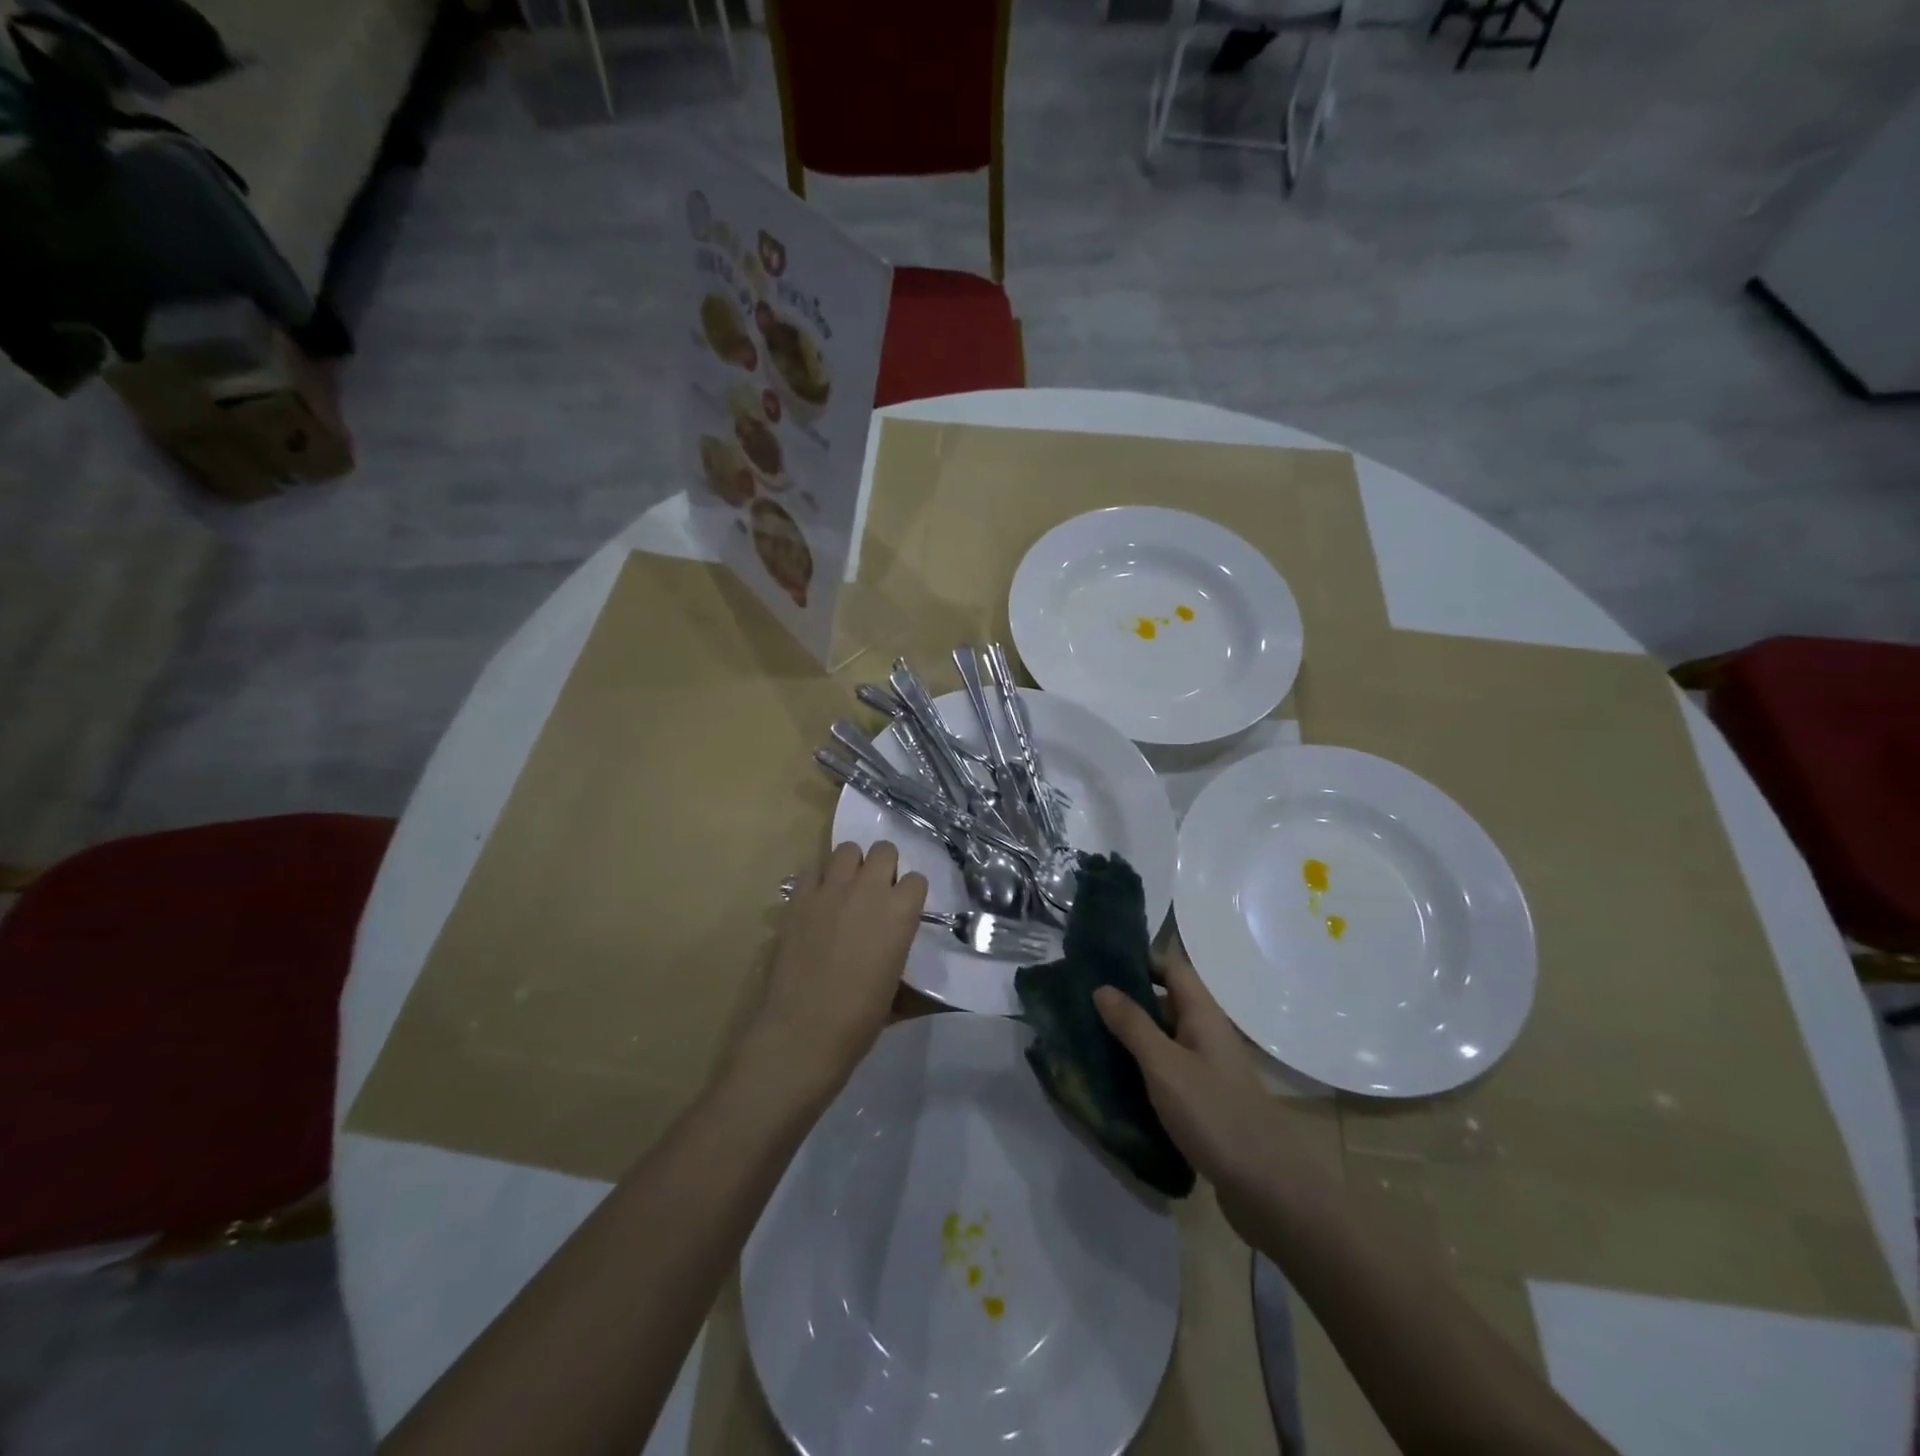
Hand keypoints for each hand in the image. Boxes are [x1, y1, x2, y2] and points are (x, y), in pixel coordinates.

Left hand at [742, 841, 927, 1099]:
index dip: (910, 895)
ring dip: (852, 865)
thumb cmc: (859, 1019)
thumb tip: (894, 945)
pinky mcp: (798, 898)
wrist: (803, 1031)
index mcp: (900, 912)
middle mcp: (868, 890)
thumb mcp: (895, 984)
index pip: (916, 880)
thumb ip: (898, 948)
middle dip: (884, 867)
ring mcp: (830, 890)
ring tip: (847, 890)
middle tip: (876, 893)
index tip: (903, 910)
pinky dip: (819, 880)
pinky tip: (818, 902)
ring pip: (847, 849)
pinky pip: (812, 869)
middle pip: (884, 850)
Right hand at [1093, 944, 1292, 1220]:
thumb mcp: (1164, 1065)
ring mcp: (1208, 1068)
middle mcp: (1207, 1034)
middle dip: (1127, 999)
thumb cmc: (1214, 1115)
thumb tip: (1102, 987)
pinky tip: (1116, 1079)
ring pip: (1165, 1038)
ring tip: (1088, 1037)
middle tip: (1082, 1002)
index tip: (1098, 962)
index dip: (1139, 959)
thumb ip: (1133, 1025)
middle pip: (1166, 1001)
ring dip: (1132, 1036)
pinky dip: (1144, 1068)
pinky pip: (1168, 1070)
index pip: (1171, 968)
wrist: (1267, 1189)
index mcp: (1204, 1015)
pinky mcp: (1204, 1100)